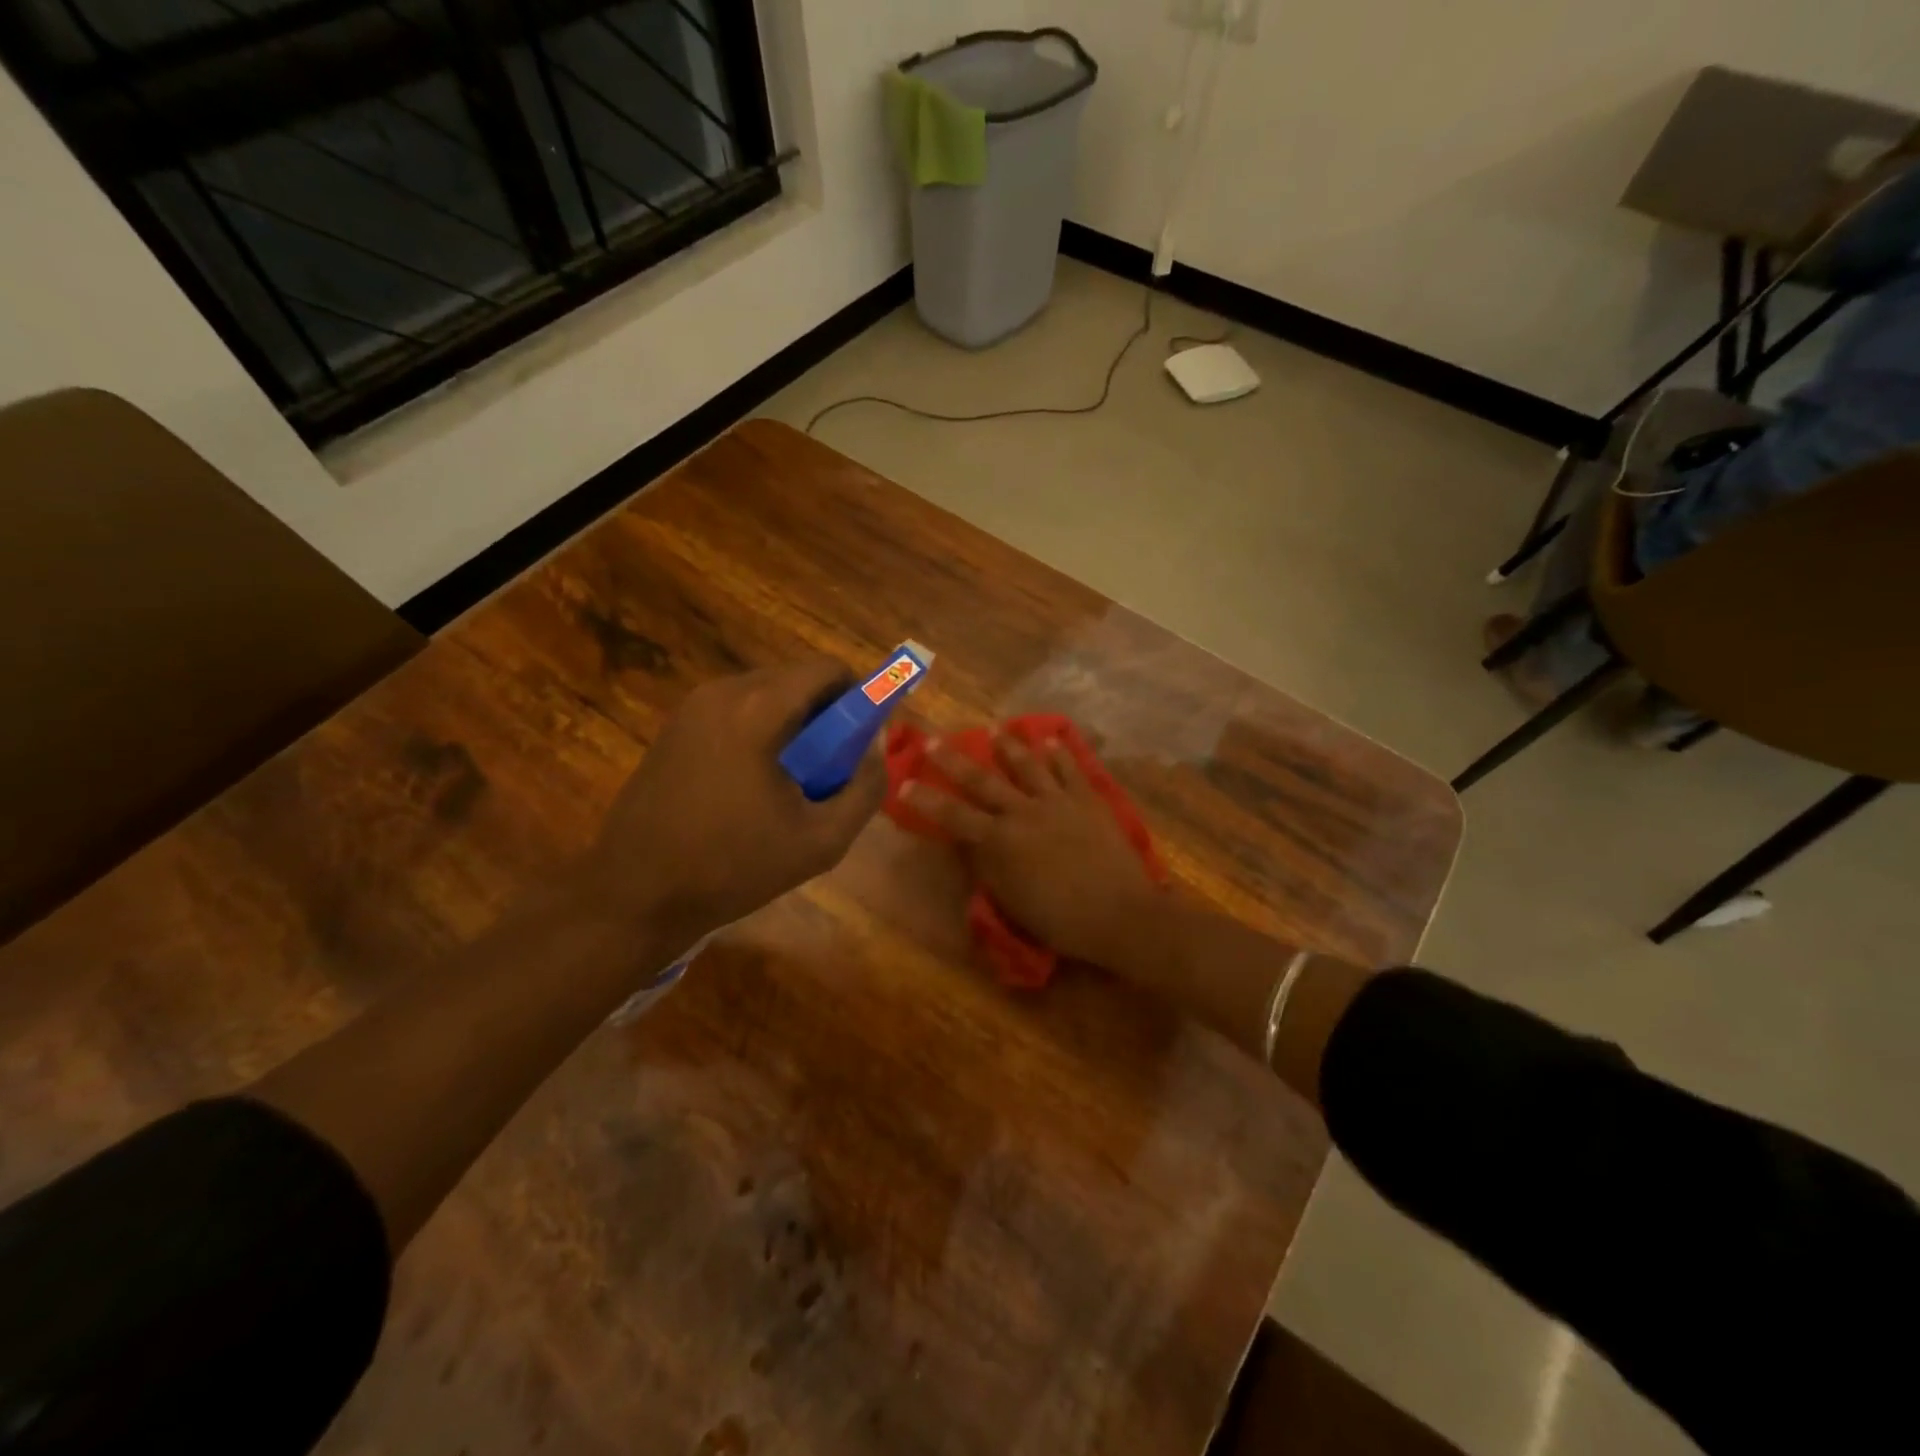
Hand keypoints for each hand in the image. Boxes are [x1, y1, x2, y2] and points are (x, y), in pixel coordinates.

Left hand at [585, 658, 885, 944]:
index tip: (864, 739)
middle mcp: (722, 692)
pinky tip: (752, 788)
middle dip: (826, 715)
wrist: (634, 895)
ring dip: (793, 726)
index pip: (827, 669)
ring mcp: (691, 708)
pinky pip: (736, 713)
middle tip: (831, 769)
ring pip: (765, 696)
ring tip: (792, 785)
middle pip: (796, 680)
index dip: (859, 696)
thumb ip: (864, 787)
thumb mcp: (822, 840)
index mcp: (758, 709)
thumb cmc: (733, 867)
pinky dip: (760, 734)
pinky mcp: (673, 728)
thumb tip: (875, 747)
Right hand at [903, 733, 1157, 966]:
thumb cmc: (1060, 919)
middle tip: (934, 740)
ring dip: (1009, 746)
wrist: (1119, 913)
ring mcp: (1058, 801)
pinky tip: (1051, 740)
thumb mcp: (1011, 901)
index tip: (904, 783)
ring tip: (996, 729)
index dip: (926, 800)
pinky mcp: (1088, 800)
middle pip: (983, 780)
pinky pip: (1070, 769)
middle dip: (955, 760)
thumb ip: (987, 867)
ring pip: (1027, 765)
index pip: (954, 815)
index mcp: (1001, 841)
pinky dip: (1059, 753)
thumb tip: (968, 844)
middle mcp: (1024, 812)